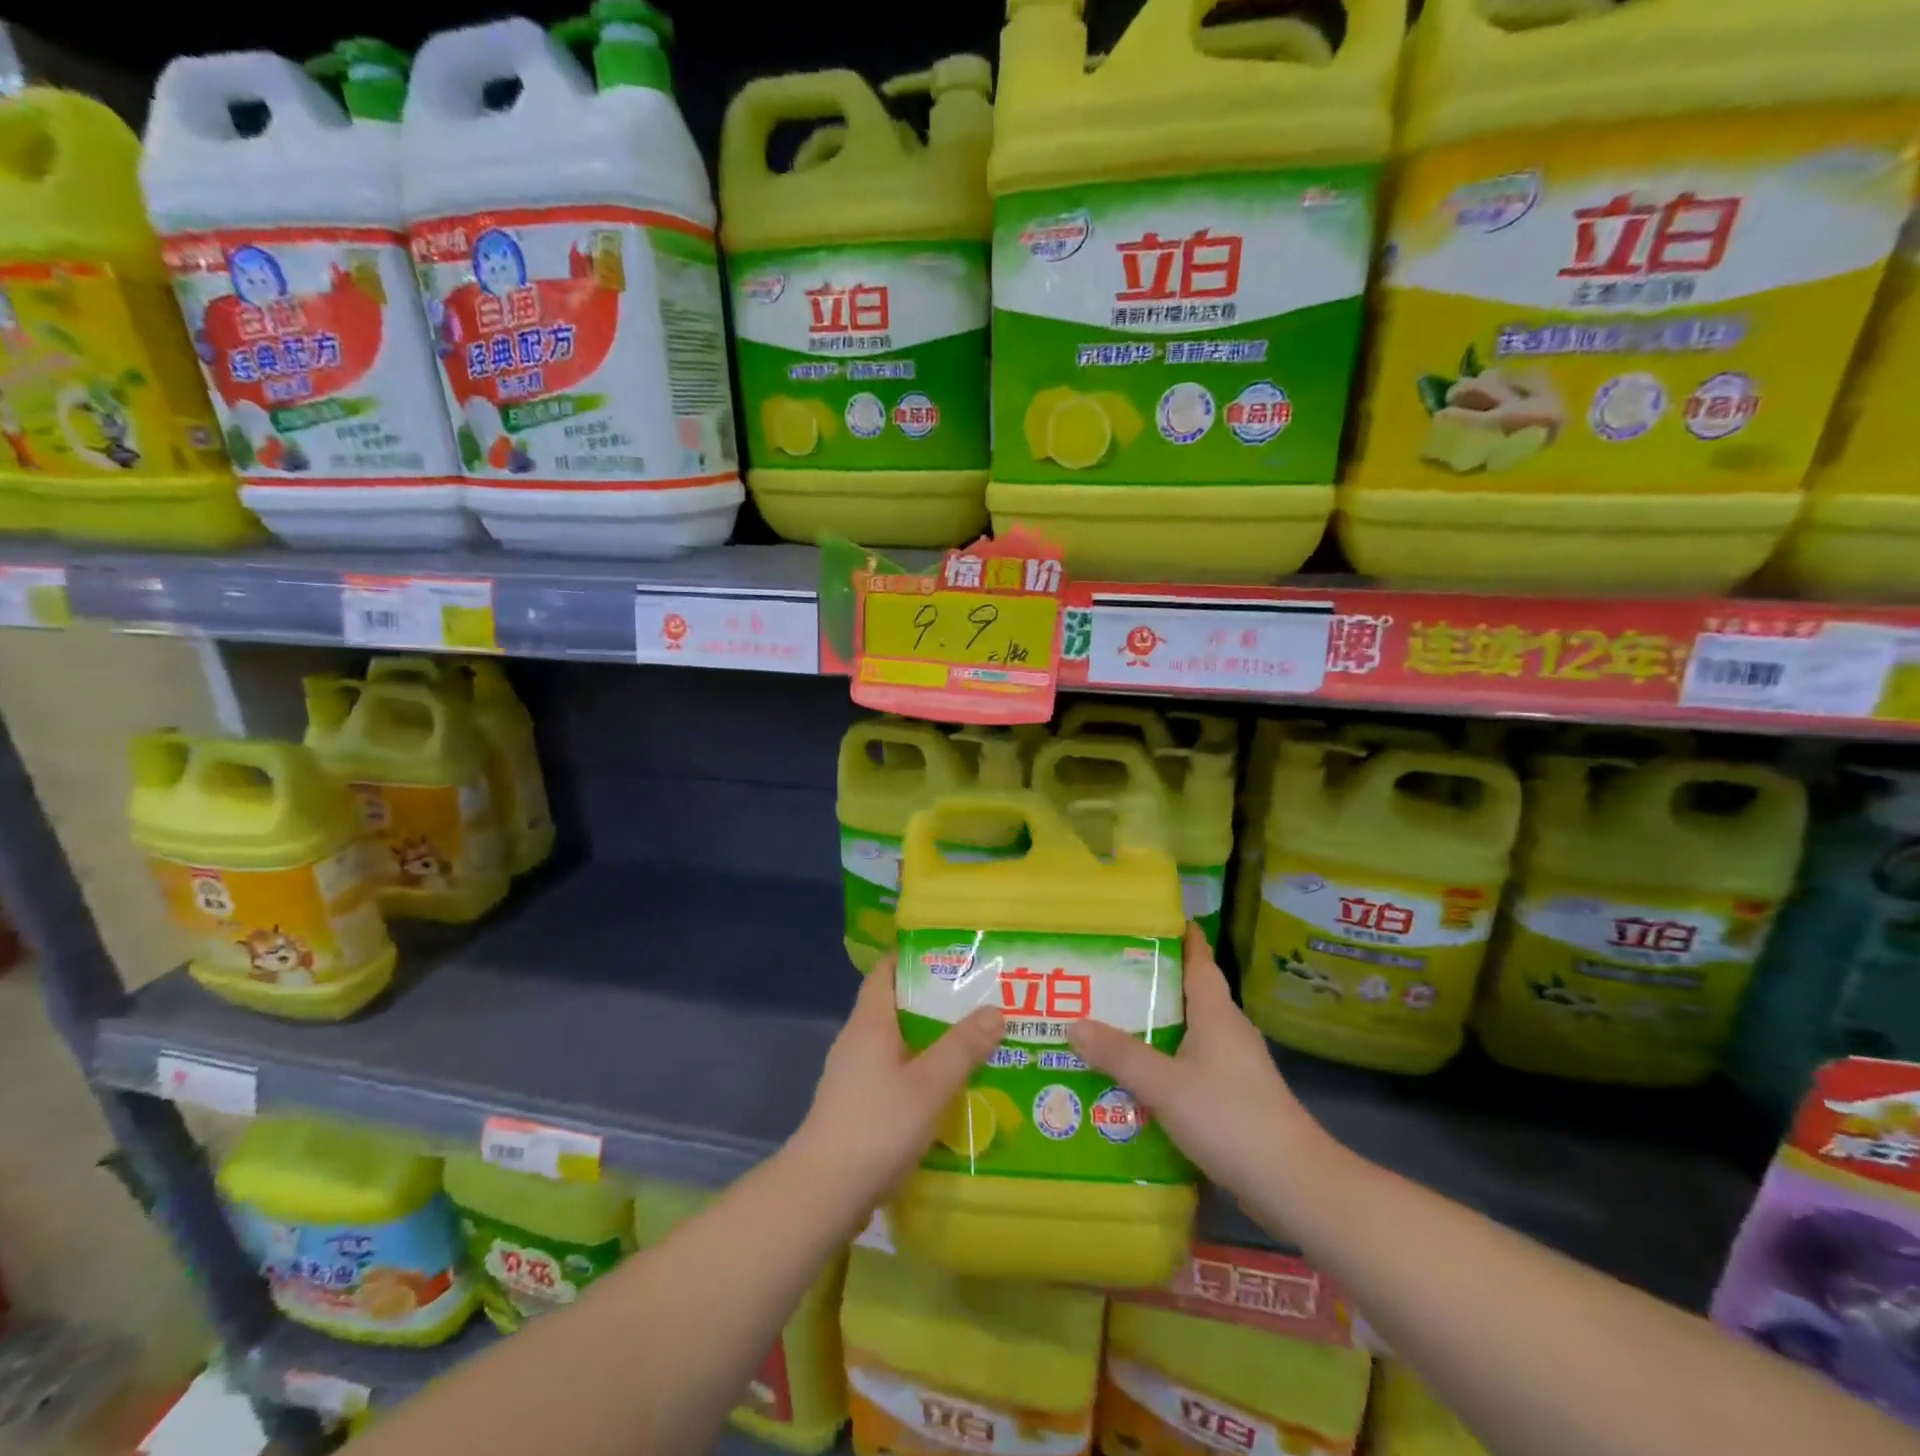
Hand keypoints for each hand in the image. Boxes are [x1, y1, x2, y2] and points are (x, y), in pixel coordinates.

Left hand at [791, 957, 1003, 1203]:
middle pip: (896, 1004)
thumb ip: (963, 1046)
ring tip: (972, 1041)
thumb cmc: (877, 1125)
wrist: (824, 1193)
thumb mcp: (930, 1084)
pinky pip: (893, 1072)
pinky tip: (947, 1088)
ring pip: (897, 1042)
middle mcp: (857, 1039)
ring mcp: (853, 1074)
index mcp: (870, 1021)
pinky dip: (919, 1070)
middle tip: (978, 999)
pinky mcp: (856, 1105)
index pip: (887, 970)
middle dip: (934, 1000)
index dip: (915, 956)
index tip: (953, 954)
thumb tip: (995, 1010)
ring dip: (930, 1039)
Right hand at [1067, 923, 1323, 1202]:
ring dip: (1155, 1024)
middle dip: (1151, 981)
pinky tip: (1137, 1076)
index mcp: (1216, 1013)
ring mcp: (1234, 1066)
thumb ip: (1120, 1054)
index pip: (1199, 960)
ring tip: (1109, 1021)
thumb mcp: (1165, 1085)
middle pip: (1188, 993)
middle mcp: (1228, 1031)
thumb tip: (1073, 1022)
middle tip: (1105, 973)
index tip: (1151, 918)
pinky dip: (1164, 1061)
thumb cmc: (1231, 1118)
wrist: (1293, 1185)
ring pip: (1188, 1031)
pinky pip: (1191, 1064)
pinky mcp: (1235, 1098)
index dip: (1181, 936)